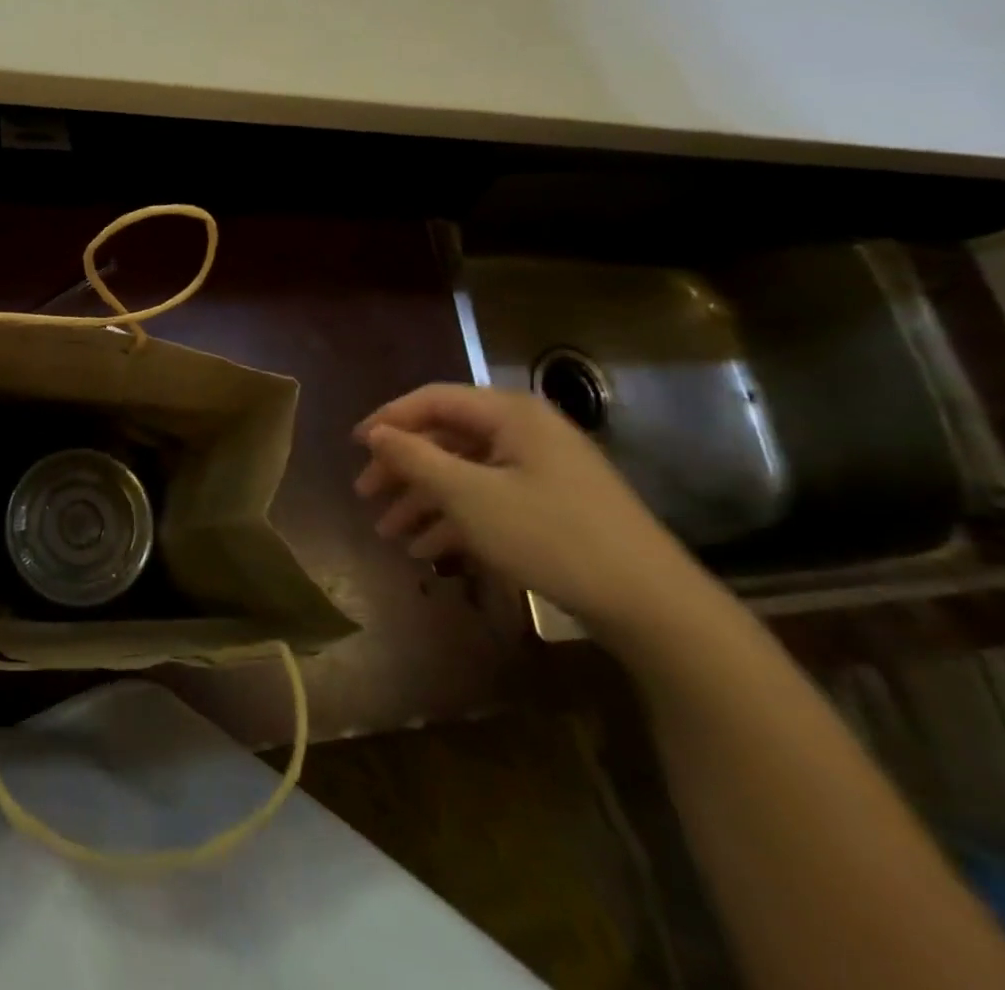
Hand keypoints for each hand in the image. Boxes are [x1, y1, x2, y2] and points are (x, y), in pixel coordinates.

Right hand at [354, 384, 707, 639]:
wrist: (650, 604)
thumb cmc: (550, 535)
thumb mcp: (469, 496)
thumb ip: (415, 459)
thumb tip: (376, 433)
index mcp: (509, 414)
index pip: (433, 400)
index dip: (389, 420)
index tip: (354, 447)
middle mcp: (525, 432)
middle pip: (447, 438)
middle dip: (403, 469)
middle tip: (366, 496)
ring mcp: (542, 470)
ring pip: (465, 473)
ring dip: (424, 500)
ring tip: (390, 533)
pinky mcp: (552, 506)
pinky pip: (490, 500)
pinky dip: (456, 520)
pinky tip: (429, 551)